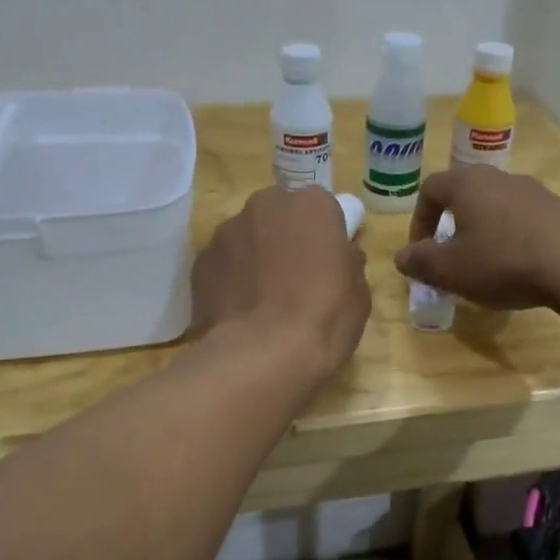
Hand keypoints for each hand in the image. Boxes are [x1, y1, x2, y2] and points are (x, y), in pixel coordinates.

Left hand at [192, 186, 369, 378]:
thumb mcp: (359, 291)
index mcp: (311, 204)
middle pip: (278, 214)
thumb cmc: (324, 318)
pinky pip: (223, 265)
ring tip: (263, 300)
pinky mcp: (200, 262)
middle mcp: (264, 205)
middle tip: (294, 277)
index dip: (323, 236)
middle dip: (284, 238)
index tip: (326, 262)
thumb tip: (338, 256)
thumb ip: (347, 261)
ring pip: (246, 237)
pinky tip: (240, 311)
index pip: (321, 208)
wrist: (264, 354)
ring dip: (255, 257)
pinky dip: (231, 280)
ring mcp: (226, 232)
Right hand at [394, 168, 559, 310]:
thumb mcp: (450, 270)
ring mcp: (533, 191)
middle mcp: (499, 178)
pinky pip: (522, 219)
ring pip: (495, 206)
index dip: (418, 220)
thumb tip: (402, 257)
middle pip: (464, 194)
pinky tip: (518, 266)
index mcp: (467, 184)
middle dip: (451, 225)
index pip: (430, 189)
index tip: (421, 251)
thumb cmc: (502, 262)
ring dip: (482, 232)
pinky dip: (511, 238)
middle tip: (449, 258)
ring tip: (484, 266)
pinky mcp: (558, 209)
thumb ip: (420, 262)